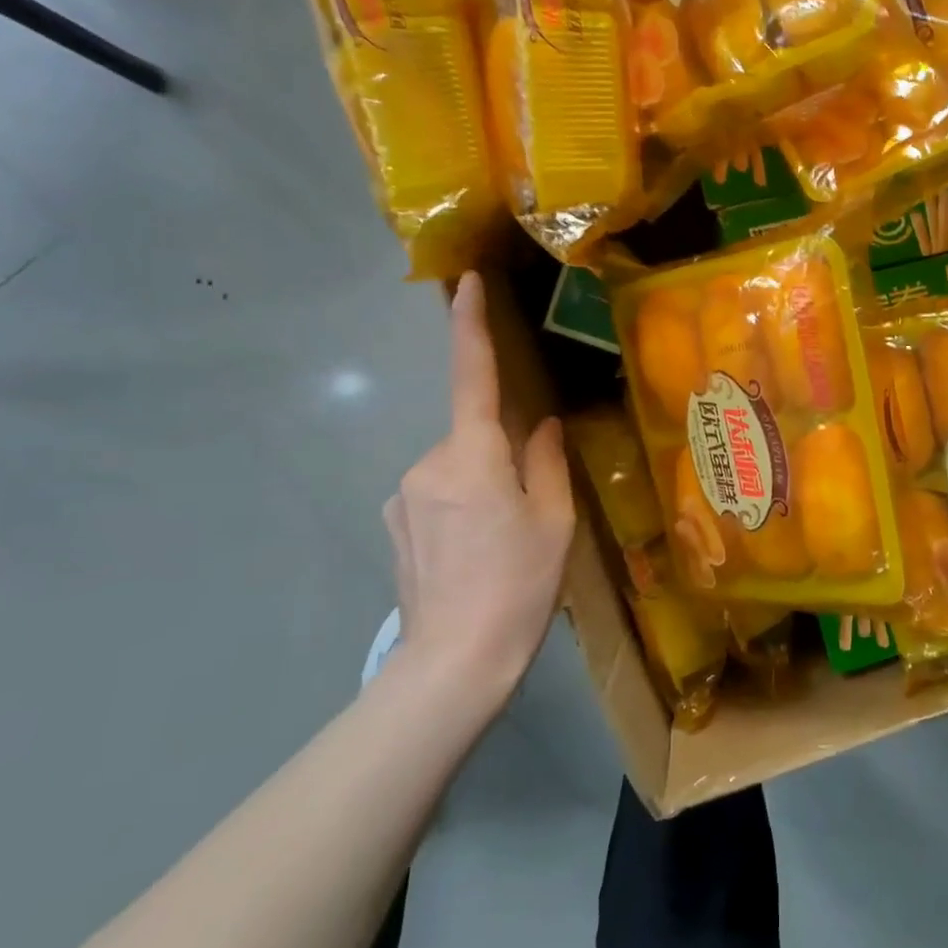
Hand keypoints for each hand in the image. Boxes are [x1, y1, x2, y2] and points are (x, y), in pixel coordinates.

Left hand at [385, 272, 575, 716]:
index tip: (466, 284)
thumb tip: (542, 426)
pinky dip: (460, 507)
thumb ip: (547, 461)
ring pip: (456, 468)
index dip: (470, 327)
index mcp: (474, 457)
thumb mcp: (554, 521)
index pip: (473, 377)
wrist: (454, 663)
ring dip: (482, 485)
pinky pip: (435, 494)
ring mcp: (403, 496)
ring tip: (501, 543)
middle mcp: (428, 464)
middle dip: (502, 456)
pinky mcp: (393, 523)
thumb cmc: (519, 586)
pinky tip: (472, 553)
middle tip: (530, 512)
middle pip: (474, 436)